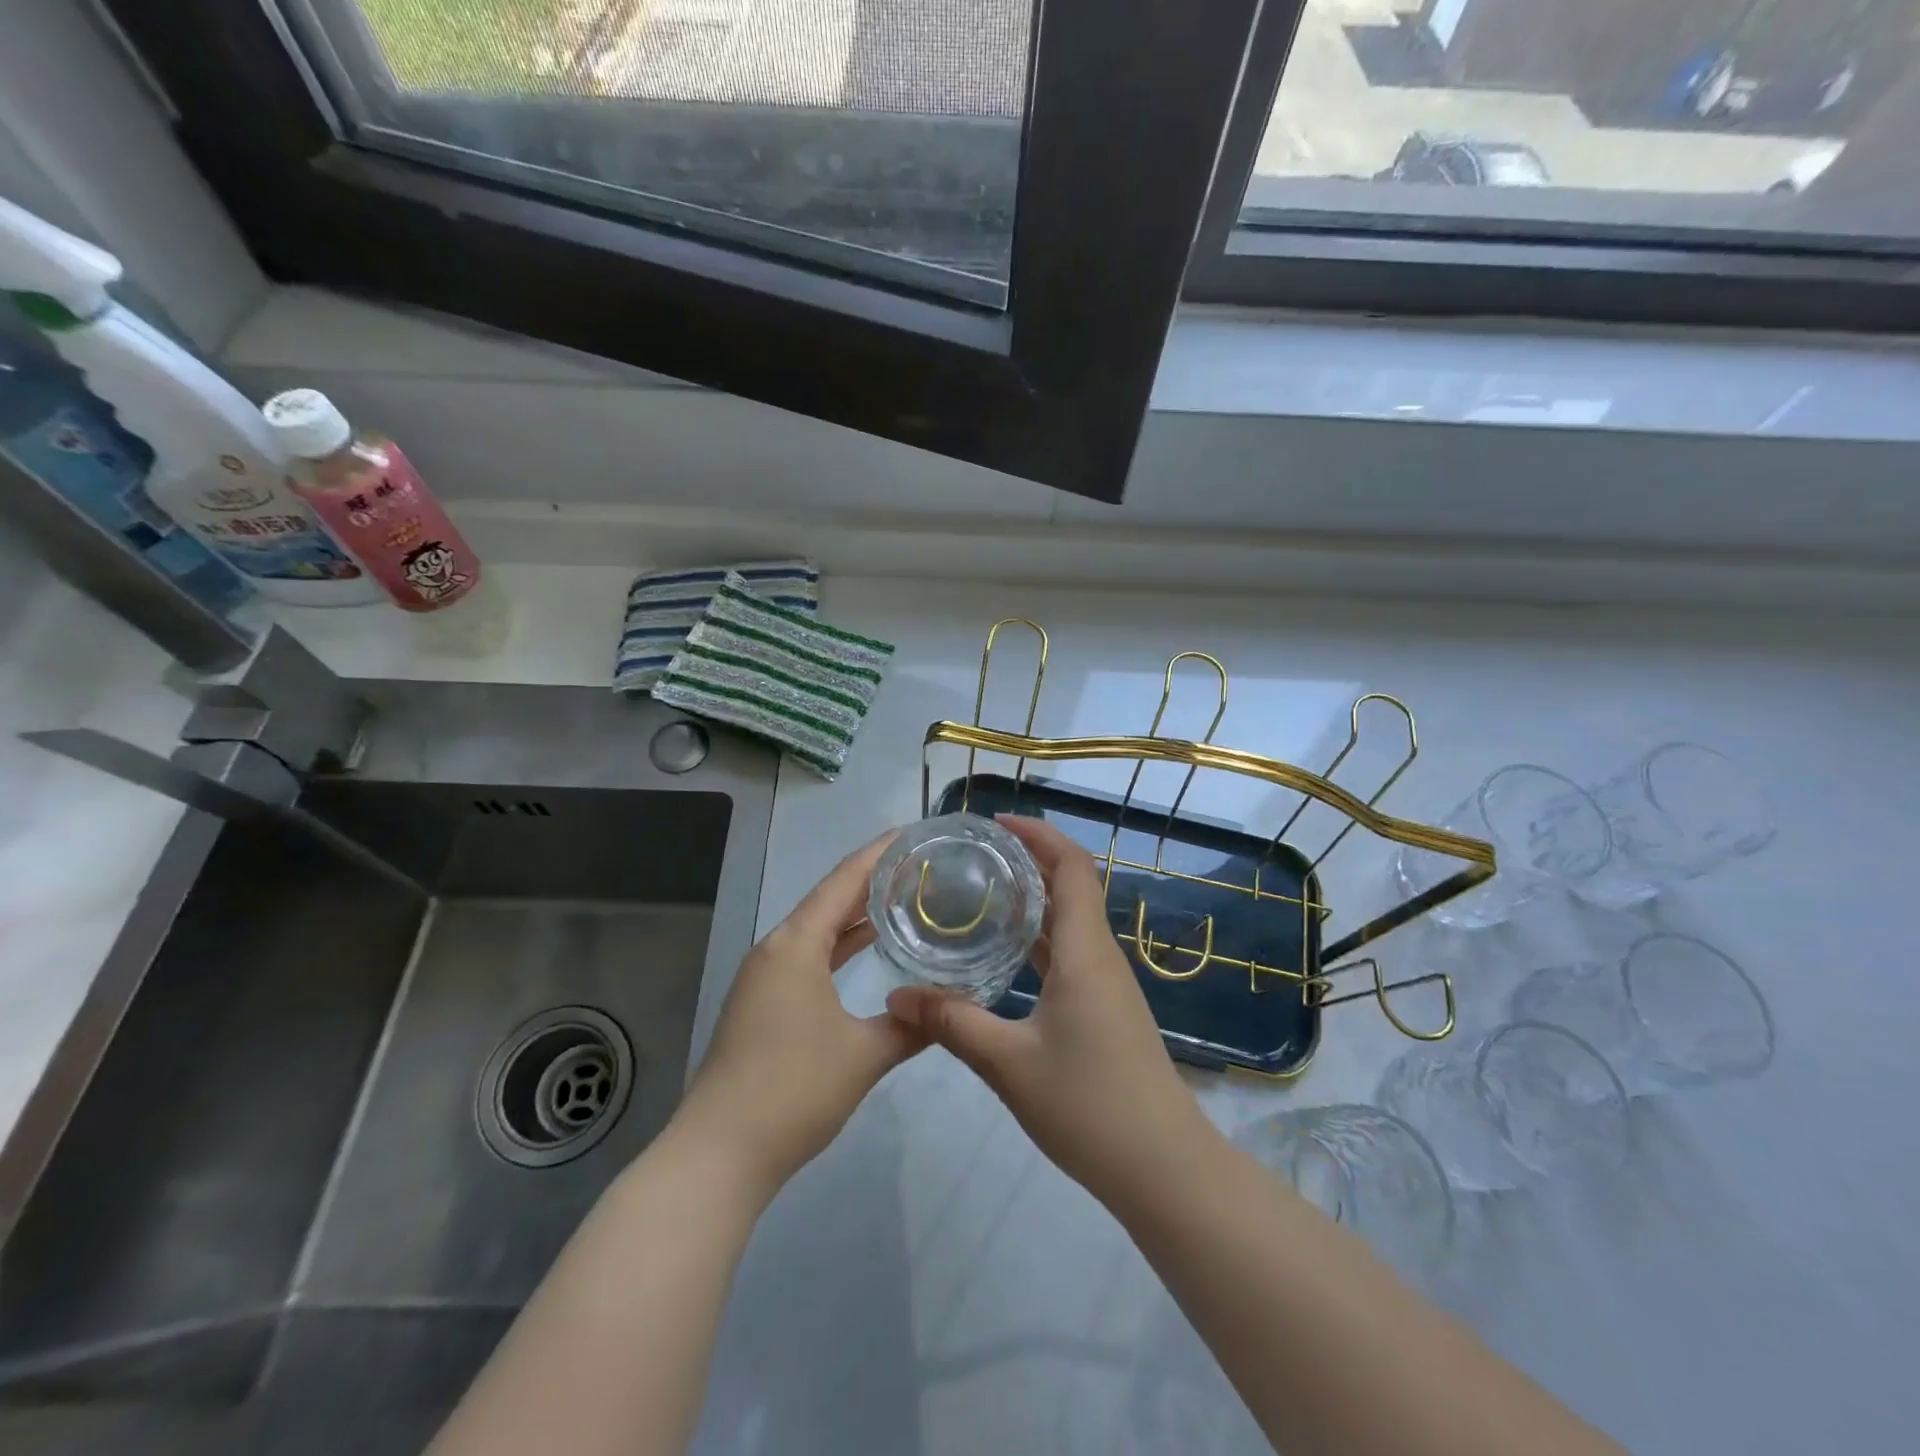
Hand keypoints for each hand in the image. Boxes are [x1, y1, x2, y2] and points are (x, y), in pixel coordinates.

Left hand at [673, 832, 924, 1196]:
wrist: (719, 1154)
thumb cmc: (793, 1091)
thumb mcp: (864, 1055)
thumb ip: (911, 1025)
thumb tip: (950, 1006)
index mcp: (795, 945)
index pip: (844, 881)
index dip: (879, 853)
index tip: (913, 833)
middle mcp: (776, 949)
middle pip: (829, 900)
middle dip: (872, 880)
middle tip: (919, 865)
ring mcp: (764, 977)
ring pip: (818, 930)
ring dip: (856, 914)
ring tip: (902, 897)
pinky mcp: (762, 1004)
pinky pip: (808, 956)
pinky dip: (839, 947)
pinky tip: (866, 950)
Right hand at [886, 816, 1211, 1208]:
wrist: (1164, 1169)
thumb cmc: (1091, 1106)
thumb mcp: (1009, 1064)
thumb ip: (951, 1024)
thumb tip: (895, 996)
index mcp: (1085, 952)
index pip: (1072, 866)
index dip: (1039, 834)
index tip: (996, 824)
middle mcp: (1100, 956)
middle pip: (1071, 886)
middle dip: (1028, 860)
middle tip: (974, 855)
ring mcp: (1105, 984)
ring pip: (1069, 921)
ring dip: (1033, 899)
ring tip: (980, 893)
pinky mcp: (1103, 1008)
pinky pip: (1070, 953)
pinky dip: (1039, 938)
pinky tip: (1003, 953)